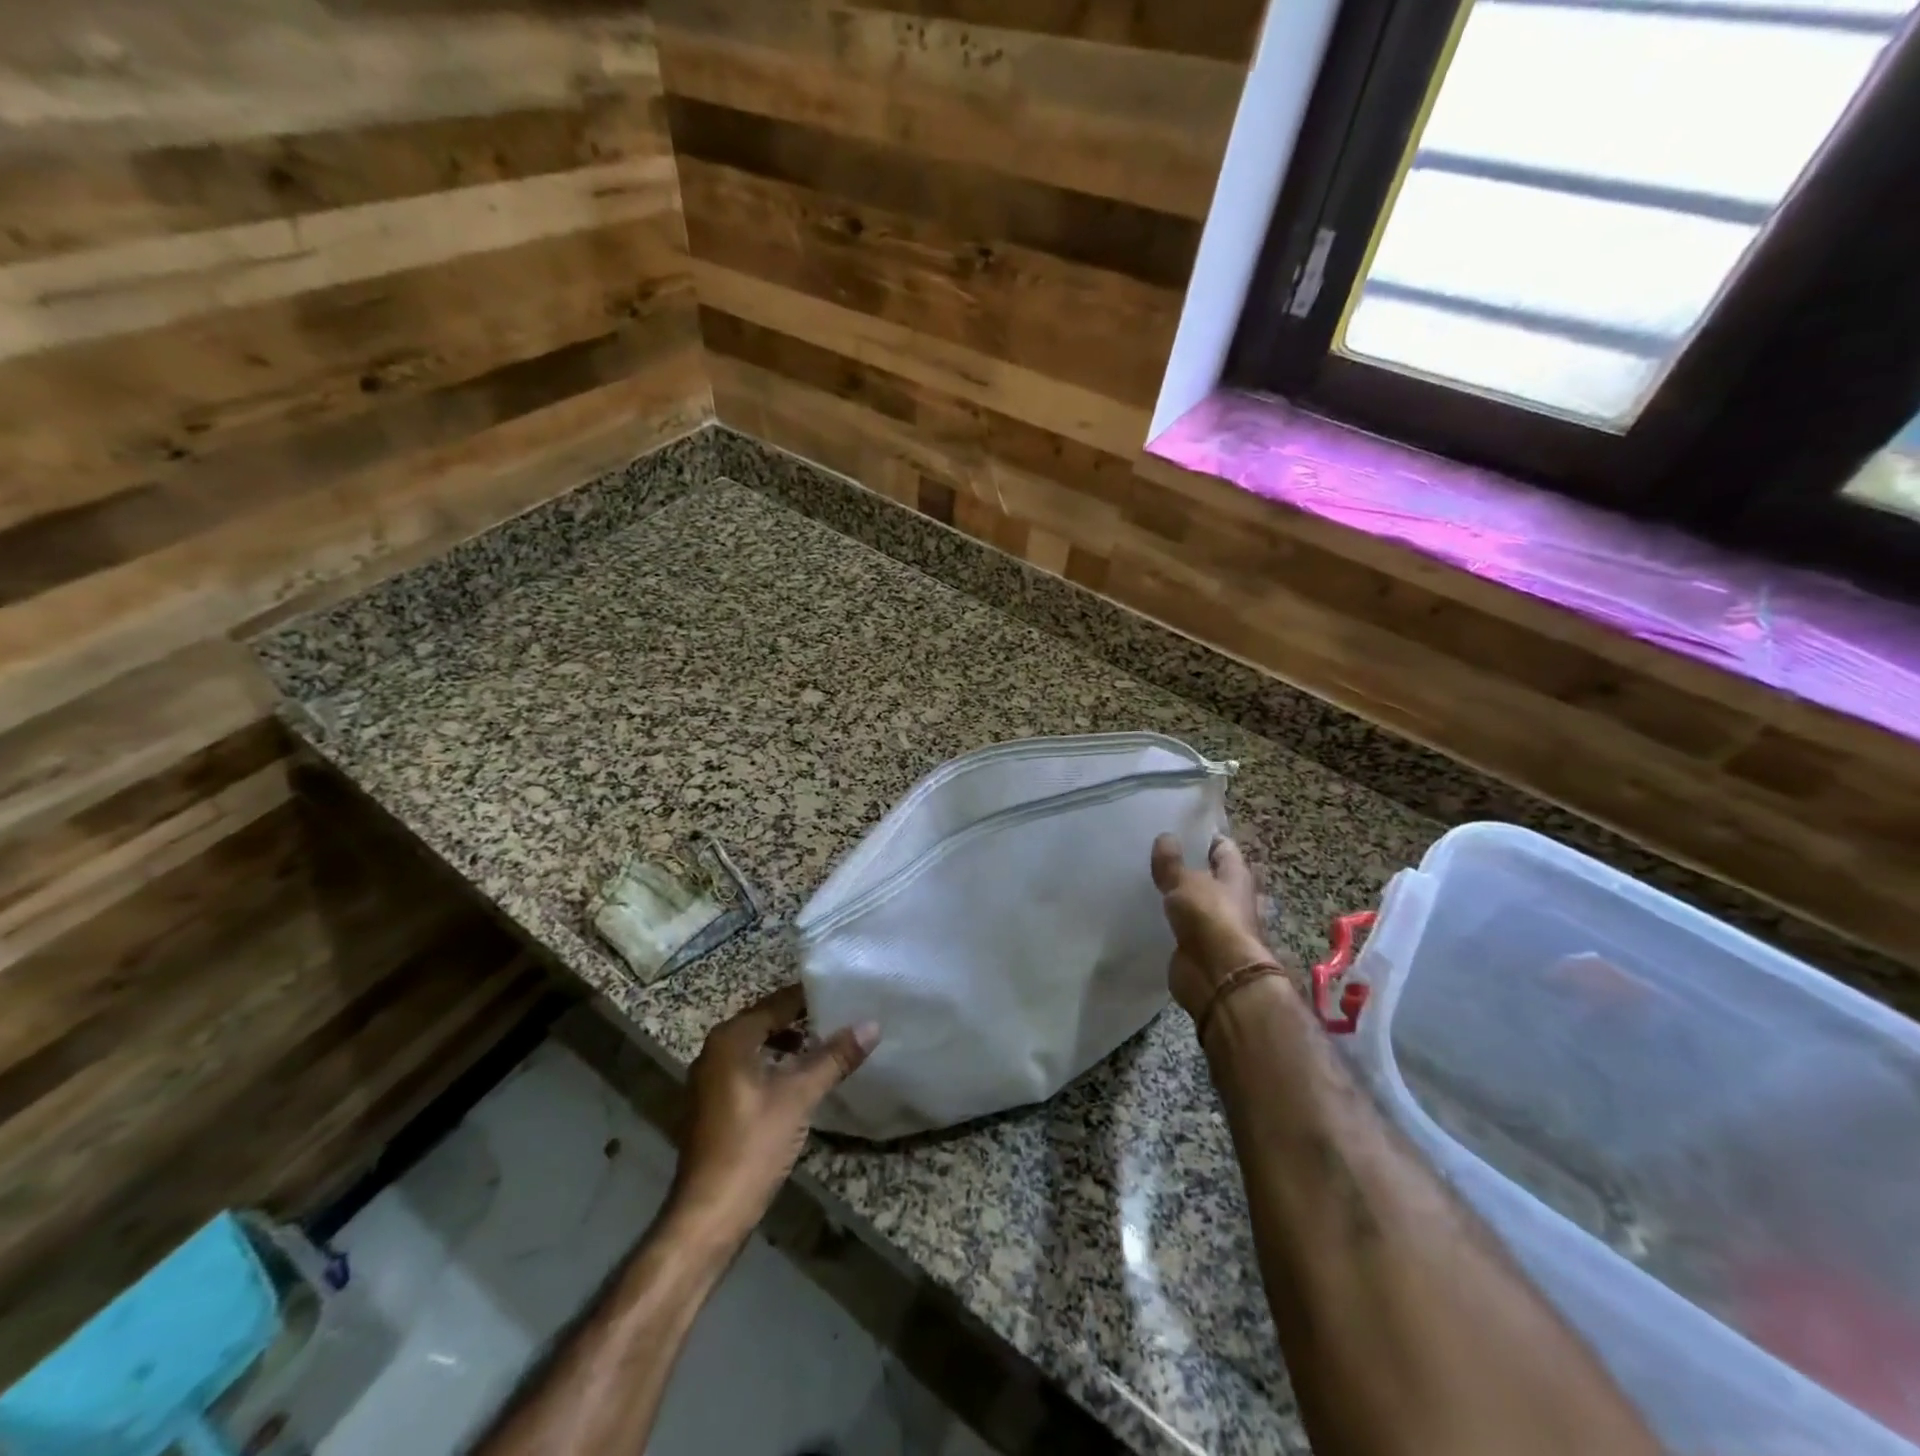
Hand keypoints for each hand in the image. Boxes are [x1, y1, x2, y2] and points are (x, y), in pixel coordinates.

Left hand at [670, 985, 879, 1245]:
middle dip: (800, 1020)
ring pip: (756, 1048)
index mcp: (730, 1040)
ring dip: (788, 1044)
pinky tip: (798, 1081)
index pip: (775, 1004)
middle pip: (764, 1023)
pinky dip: (774, 1066)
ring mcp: (709, 1082)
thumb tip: (871, 1024)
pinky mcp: (713, 1107)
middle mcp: (713, 1052)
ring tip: (825, 1046)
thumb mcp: (799, 1096)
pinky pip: (748, 1070)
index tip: (840, 993)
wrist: (708, 1215)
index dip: (808, 998)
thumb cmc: (752, 1145)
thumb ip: (834, 1058)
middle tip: (839, 1017)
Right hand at [1150, 833, 1287, 1018]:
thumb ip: (1172, 861)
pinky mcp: (1201, 947)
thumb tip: (1165, 837)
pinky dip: (1171, 921)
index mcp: (1236, 876)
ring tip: (1148, 882)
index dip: (1203, 837)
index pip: (1222, 847)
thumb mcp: (1184, 882)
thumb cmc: (1210, 918)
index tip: (1177, 829)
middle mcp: (1231, 898)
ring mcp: (1217, 925)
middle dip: (1189, 867)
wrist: (1218, 976)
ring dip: (1179, 896)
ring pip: (1196, 902)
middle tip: (1156, 856)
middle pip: (1211, 876)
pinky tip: (1149, 913)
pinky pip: (1184, 927)